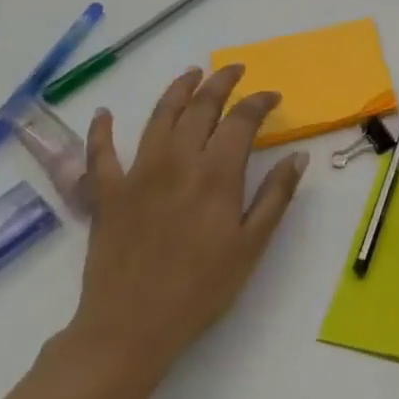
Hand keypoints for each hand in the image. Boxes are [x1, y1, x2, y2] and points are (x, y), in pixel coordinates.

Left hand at [64, 65, 307, 388]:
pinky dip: (101, 131)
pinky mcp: (107, 194)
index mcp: (216, 174)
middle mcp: (177, 162)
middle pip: (201, 107)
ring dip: (177, 90)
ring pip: (158, 117)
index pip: (241, 120)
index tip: (272, 96)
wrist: (130, 329)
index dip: (259, 102)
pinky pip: (101, 154)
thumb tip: (298, 157)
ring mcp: (138, 174)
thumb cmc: (200, 289)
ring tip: (191, 74)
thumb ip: (275, 196)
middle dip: (221, 83)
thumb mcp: (251, 246)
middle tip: (234, 70)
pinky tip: (104, 113)